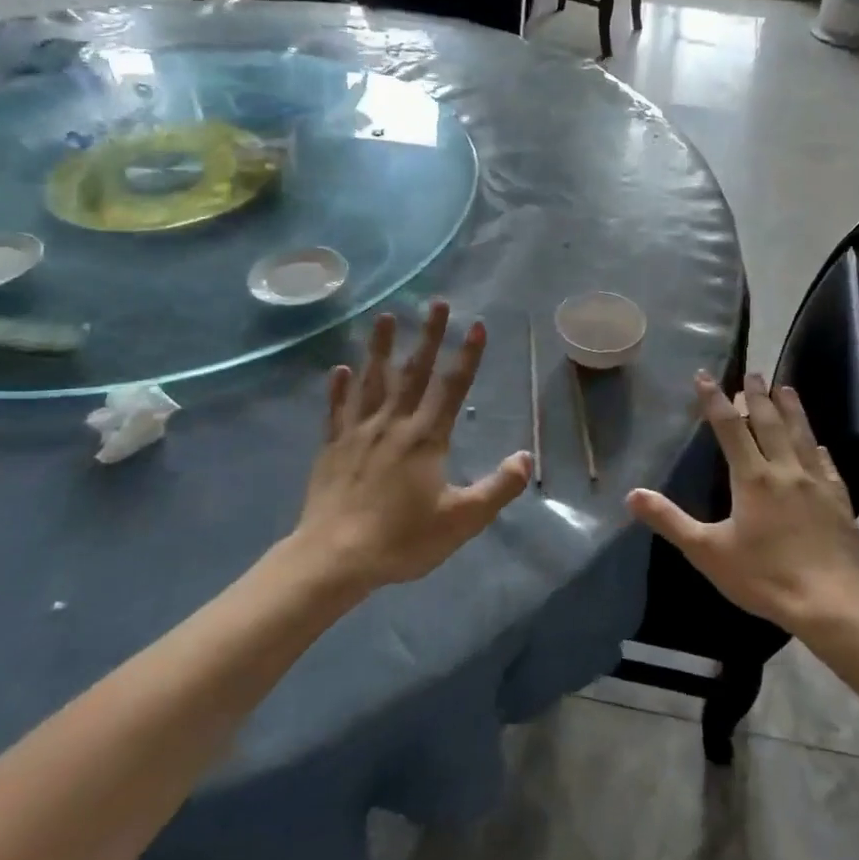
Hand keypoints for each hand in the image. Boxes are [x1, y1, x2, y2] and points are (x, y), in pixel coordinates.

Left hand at [289, 301, 531, 592]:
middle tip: (436, 302)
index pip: (452, 387)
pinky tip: (339, 369)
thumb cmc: (403, 539)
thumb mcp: (462, 520)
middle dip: (428, 336)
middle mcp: (393, 424)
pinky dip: (339, 387)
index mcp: (426, 438)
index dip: (467, 355)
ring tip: (385, 317)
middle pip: (414, 372)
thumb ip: (498, 487)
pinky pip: (336, 409)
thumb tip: (526, 457)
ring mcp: (358, 432)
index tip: (476, 324)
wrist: (335, 557)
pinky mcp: (332, 446)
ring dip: (380, 347)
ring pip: (372, 380)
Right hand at [627, 371, 858, 631]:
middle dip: (757, 396)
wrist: (830, 603)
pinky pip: (826, 464)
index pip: (729, 428)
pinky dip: (817, 448)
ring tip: (786, 388)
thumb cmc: (764, 576)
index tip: (705, 376)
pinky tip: (818, 445)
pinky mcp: (839, 500)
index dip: (715, 400)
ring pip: (802, 435)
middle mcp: (785, 470)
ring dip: (792, 409)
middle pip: (769, 423)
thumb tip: (632, 495)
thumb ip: (670, 521)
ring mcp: (816, 483)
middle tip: (753, 373)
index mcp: (753, 478)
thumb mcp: (707, 552)